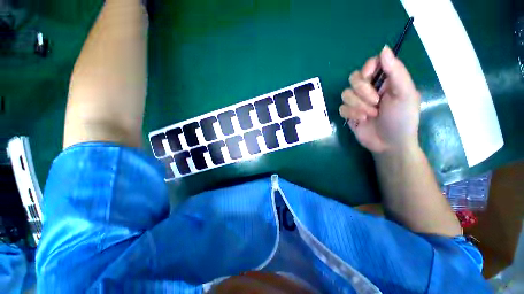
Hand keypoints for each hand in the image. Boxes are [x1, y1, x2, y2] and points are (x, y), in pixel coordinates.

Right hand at [339, 46, 420, 153]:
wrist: (389, 144)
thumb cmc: (402, 119)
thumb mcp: (405, 94)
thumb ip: (396, 72)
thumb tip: (384, 49)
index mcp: (385, 81)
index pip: (371, 64)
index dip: (367, 68)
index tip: (370, 77)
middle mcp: (370, 89)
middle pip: (354, 78)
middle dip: (363, 91)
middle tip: (375, 102)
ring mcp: (358, 102)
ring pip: (346, 94)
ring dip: (358, 105)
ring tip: (371, 115)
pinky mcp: (349, 113)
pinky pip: (342, 108)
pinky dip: (351, 114)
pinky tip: (361, 120)